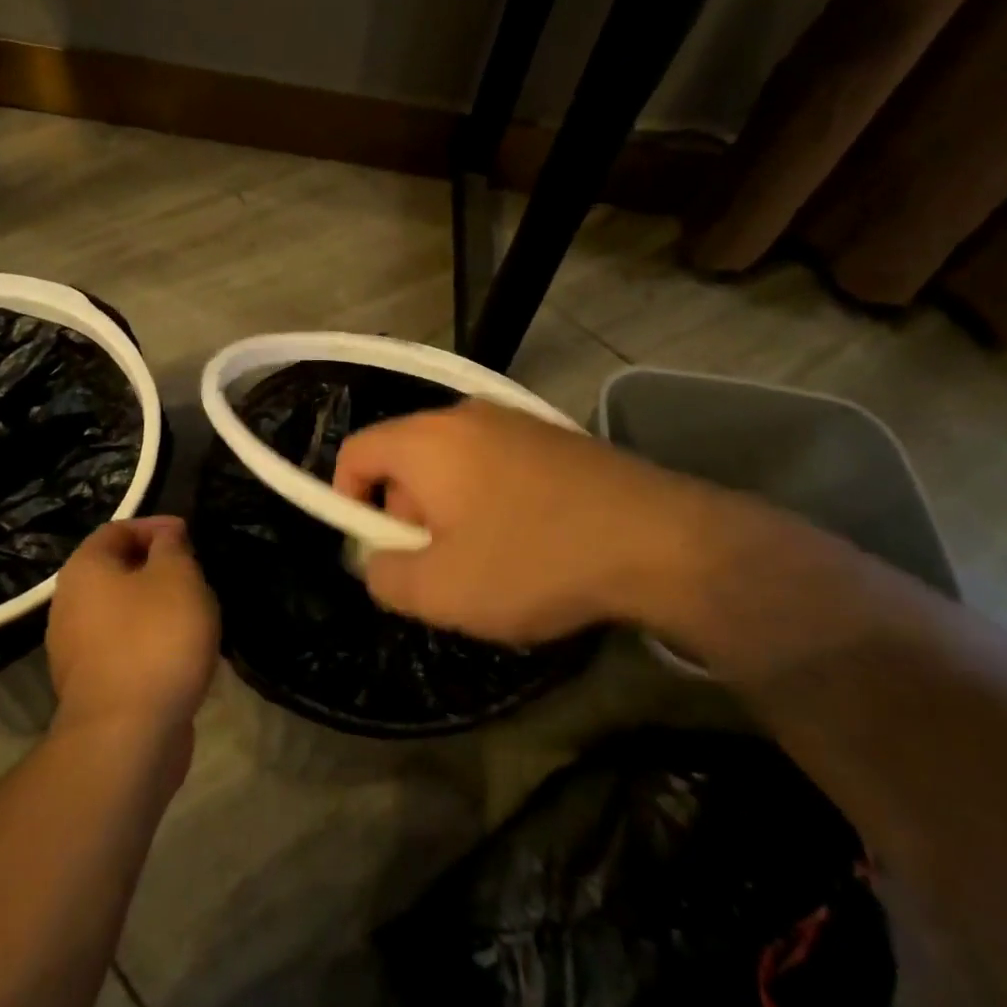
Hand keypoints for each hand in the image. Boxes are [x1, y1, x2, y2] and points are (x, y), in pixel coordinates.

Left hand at [46, 517, 219, 743]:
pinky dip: (150, 642)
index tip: (191, 537)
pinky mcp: (92, 686)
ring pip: (122, 612)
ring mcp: (75, 650)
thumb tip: (166, 535)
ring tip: (195, 614)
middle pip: (116, 571)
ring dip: (156, 608)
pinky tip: (180, 654)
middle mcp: (68, 605)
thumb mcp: (177, 577)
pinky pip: (124, 648)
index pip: (117, 529)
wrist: (127, 735)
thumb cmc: (155, 639)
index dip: (155, 526)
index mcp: (84, 569)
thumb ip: (172, 547)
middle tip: (196, 575)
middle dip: (158, 568)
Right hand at [332, 400, 757, 646]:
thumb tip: (378, 561)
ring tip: (489, 562)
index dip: (347, 500)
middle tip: (440, 566)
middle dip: (407, 515)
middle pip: (406, 459)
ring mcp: (516, 421)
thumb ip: (384, 577)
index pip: (356, 451)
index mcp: (427, 439)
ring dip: (451, 512)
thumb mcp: (441, 591)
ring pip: (453, 465)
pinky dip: (492, 501)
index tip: (376, 550)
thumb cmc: (533, 560)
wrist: (660, 540)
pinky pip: (496, 465)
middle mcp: (465, 414)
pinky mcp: (555, 437)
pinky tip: (530, 542)